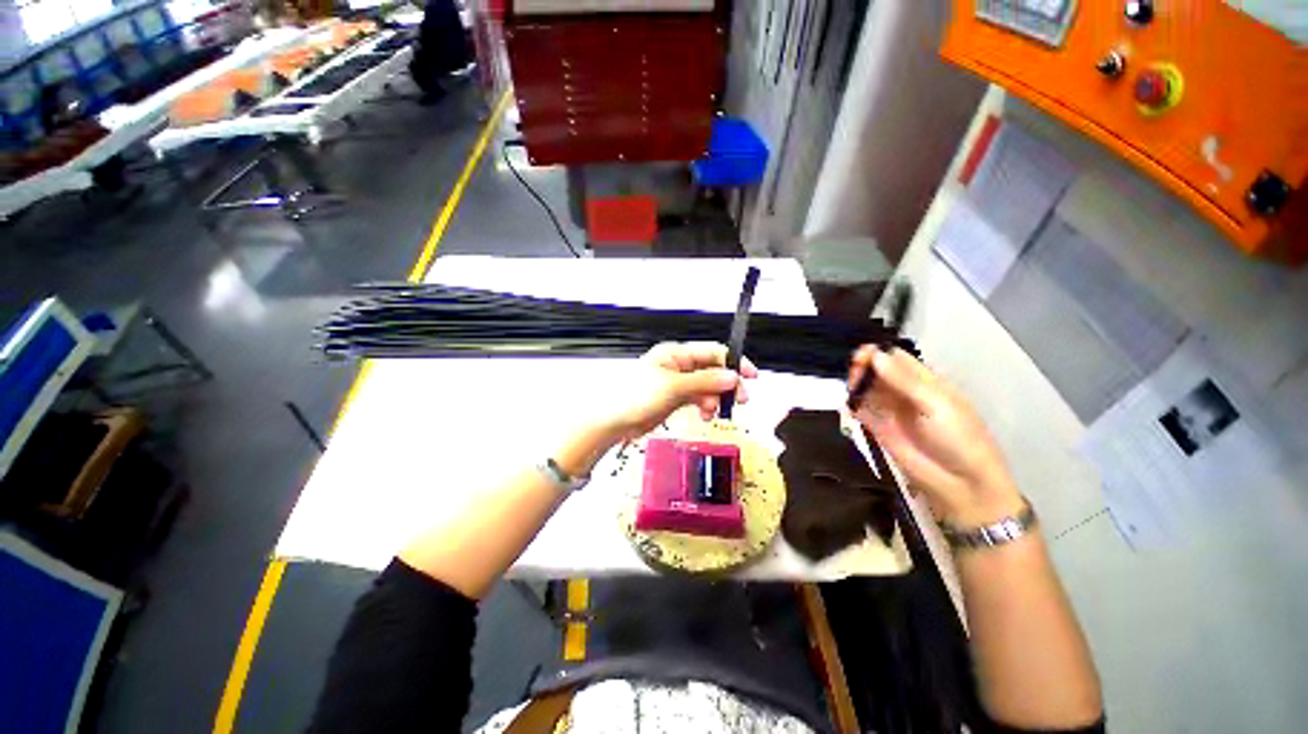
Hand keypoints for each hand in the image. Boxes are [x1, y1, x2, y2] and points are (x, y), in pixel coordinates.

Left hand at [603, 342, 757, 441]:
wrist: (614, 421)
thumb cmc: (635, 396)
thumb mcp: (673, 386)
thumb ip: (705, 381)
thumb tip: (732, 376)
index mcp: (676, 353)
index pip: (712, 352)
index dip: (733, 362)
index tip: (750, 376)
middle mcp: (678, 365)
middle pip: (712, 370)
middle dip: (726, 384)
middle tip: (738, 399)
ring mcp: (678, 382)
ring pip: (707, 386)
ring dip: (715, 398)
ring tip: (714, 411)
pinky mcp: (675, 398)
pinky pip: (698, 398)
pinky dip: (705, 406)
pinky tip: (705, 414)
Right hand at [849, 346, 1023, 525]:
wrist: (960, 483)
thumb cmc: (959, 438)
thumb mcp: (937, 404)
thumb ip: (903, 380)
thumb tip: (874, 354)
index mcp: (924, 380)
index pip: (895, 358)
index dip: (878, 353)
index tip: (861, 355)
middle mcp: (903, 391)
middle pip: (876, 370)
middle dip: (862, 367)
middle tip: (854, 374)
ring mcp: (889, 409)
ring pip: (865, 388)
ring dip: (855, 383)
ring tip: (851, 389)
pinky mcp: (876, 428)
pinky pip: (859, 409)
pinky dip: (850, 403)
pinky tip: (848, 403)